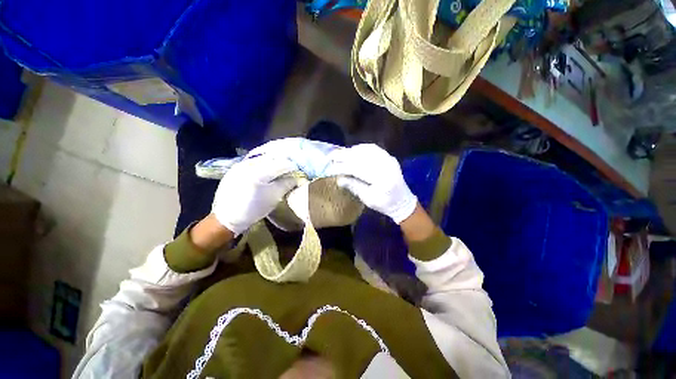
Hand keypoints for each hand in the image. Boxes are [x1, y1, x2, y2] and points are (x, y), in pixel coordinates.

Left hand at [212, 152, 296, 234]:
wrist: (227, 217)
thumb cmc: (253, 209)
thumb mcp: (274, 197)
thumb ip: (287, 184)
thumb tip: (298, 177)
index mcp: (259, 171)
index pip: (282, 163)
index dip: (293, 167)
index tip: (299, 172)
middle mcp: (249, 163)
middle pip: (273, 158)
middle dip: (284, 163)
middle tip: (292, 170)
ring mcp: (240, 164)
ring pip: (263, 158)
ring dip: (274, 162)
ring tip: (281, 170)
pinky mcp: (236, 168)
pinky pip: (255, 161)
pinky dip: (264, 164)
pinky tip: (268, 170)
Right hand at [328, 144, 417, 223]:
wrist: (403, 201)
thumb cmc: (385, 204)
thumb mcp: (368, 199)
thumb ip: (354, 186)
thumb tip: (339, 178)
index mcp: (382, 180)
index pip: (358, 169)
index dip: (343, 167)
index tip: (331, 167)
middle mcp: (387, 166)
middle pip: (363, 157)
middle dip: (345, 155)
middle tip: (332, 156)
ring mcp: (390, 160)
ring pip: (367, 150)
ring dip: (352, 151)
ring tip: (340, 153)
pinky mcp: (390, 157)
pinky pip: (374, 149)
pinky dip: (362, 148)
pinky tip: (353, 151)